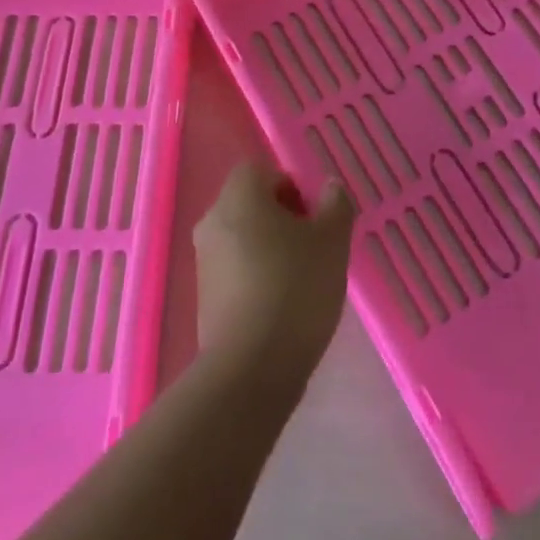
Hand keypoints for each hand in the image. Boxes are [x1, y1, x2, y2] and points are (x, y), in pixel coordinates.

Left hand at [192, 163, 354, 390]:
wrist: (251, 369)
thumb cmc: (295, 288)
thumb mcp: (332, 241)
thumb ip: (335, 205)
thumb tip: (329, 187)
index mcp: (239, 197)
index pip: (260, 170)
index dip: (290, 185)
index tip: (314, 215)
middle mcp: (213, 221)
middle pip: (250, 203)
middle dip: (283, 217)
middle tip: (315, 244)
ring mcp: (204, 262)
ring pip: (243, 237)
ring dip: (271, 248)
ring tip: (303, 278)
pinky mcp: (204, 298)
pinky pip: (235, 270)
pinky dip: (257, 276)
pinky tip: (283, 305)